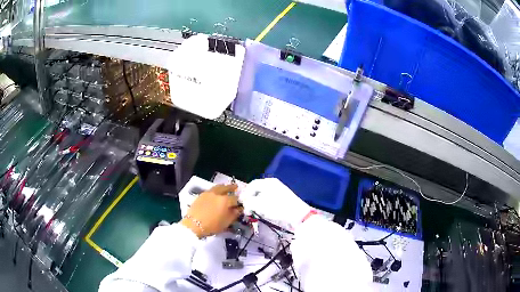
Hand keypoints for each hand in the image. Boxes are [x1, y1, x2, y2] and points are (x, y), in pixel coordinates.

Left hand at [181, 184, 242, 237]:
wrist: (193, 225)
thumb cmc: (212, 225)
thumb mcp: (226, 222)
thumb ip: (234, 214)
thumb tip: (239, 209)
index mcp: (225, 200)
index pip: (235, 199)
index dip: (239, 202)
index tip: (240, 204)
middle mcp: (217, 194)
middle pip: (226, 188)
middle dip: (231, 188)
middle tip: (236, 187)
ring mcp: (208, 193)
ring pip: (218, 187)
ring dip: (223, 187)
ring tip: (225, 188)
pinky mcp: (201, 195)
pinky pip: (211, 190)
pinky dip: (215, 190)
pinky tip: (215, 194)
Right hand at [240, 178, 311, 229]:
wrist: (297, 215)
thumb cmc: (277, 207)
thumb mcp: (259, 205)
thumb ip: (249, 203)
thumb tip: (244, 204)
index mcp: (268, 182)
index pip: (252, 185)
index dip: (245, 194)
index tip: (241, 203)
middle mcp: (273, 184)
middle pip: (257, 191)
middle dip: (250, 200)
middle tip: (247, 209)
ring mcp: (279, 191)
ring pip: (263, 196)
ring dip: (257, 204)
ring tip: (254, 212)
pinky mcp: (283, 199)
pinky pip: (269, 201)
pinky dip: (264, 206)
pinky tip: (263, 213)